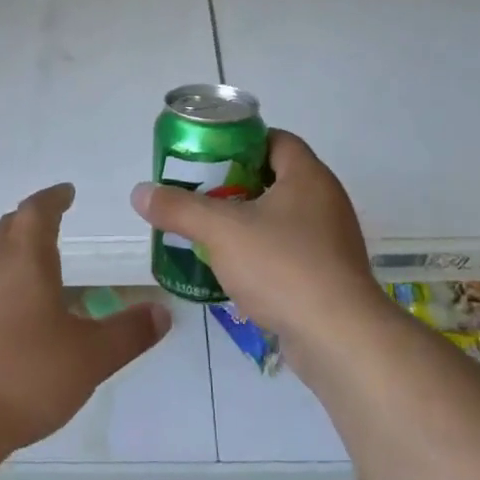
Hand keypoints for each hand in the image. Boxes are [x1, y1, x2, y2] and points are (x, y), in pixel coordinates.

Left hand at [0, 183, 169, 453]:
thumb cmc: (25, 376)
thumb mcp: (90, 357)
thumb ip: (128, 333)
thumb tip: (163, 311)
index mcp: (25, 260)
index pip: (37, 212)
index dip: (53, 198)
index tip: (67, 191)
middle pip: (8, 228)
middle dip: (30, 218)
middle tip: (50, 218)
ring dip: (12, 249)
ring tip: (34, 262)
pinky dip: (0, 283)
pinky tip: (12, 312)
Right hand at [131, 131, 387, 359]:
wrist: (339, 339)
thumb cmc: (283, 267)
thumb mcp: (221, 230)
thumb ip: (179, 208)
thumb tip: (140, 193)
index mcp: (308, 176)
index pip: (275, 140)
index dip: (240, 142)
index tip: (208, 157)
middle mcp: (325, 201)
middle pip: (275, 178)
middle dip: (235, 185)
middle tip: (200, 194)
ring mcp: (331, 241)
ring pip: (281, 218)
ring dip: (247, 222)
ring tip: (209, 232)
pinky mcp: (330, 276)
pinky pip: (290, 252)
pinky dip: (263, 254)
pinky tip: (235, 270)